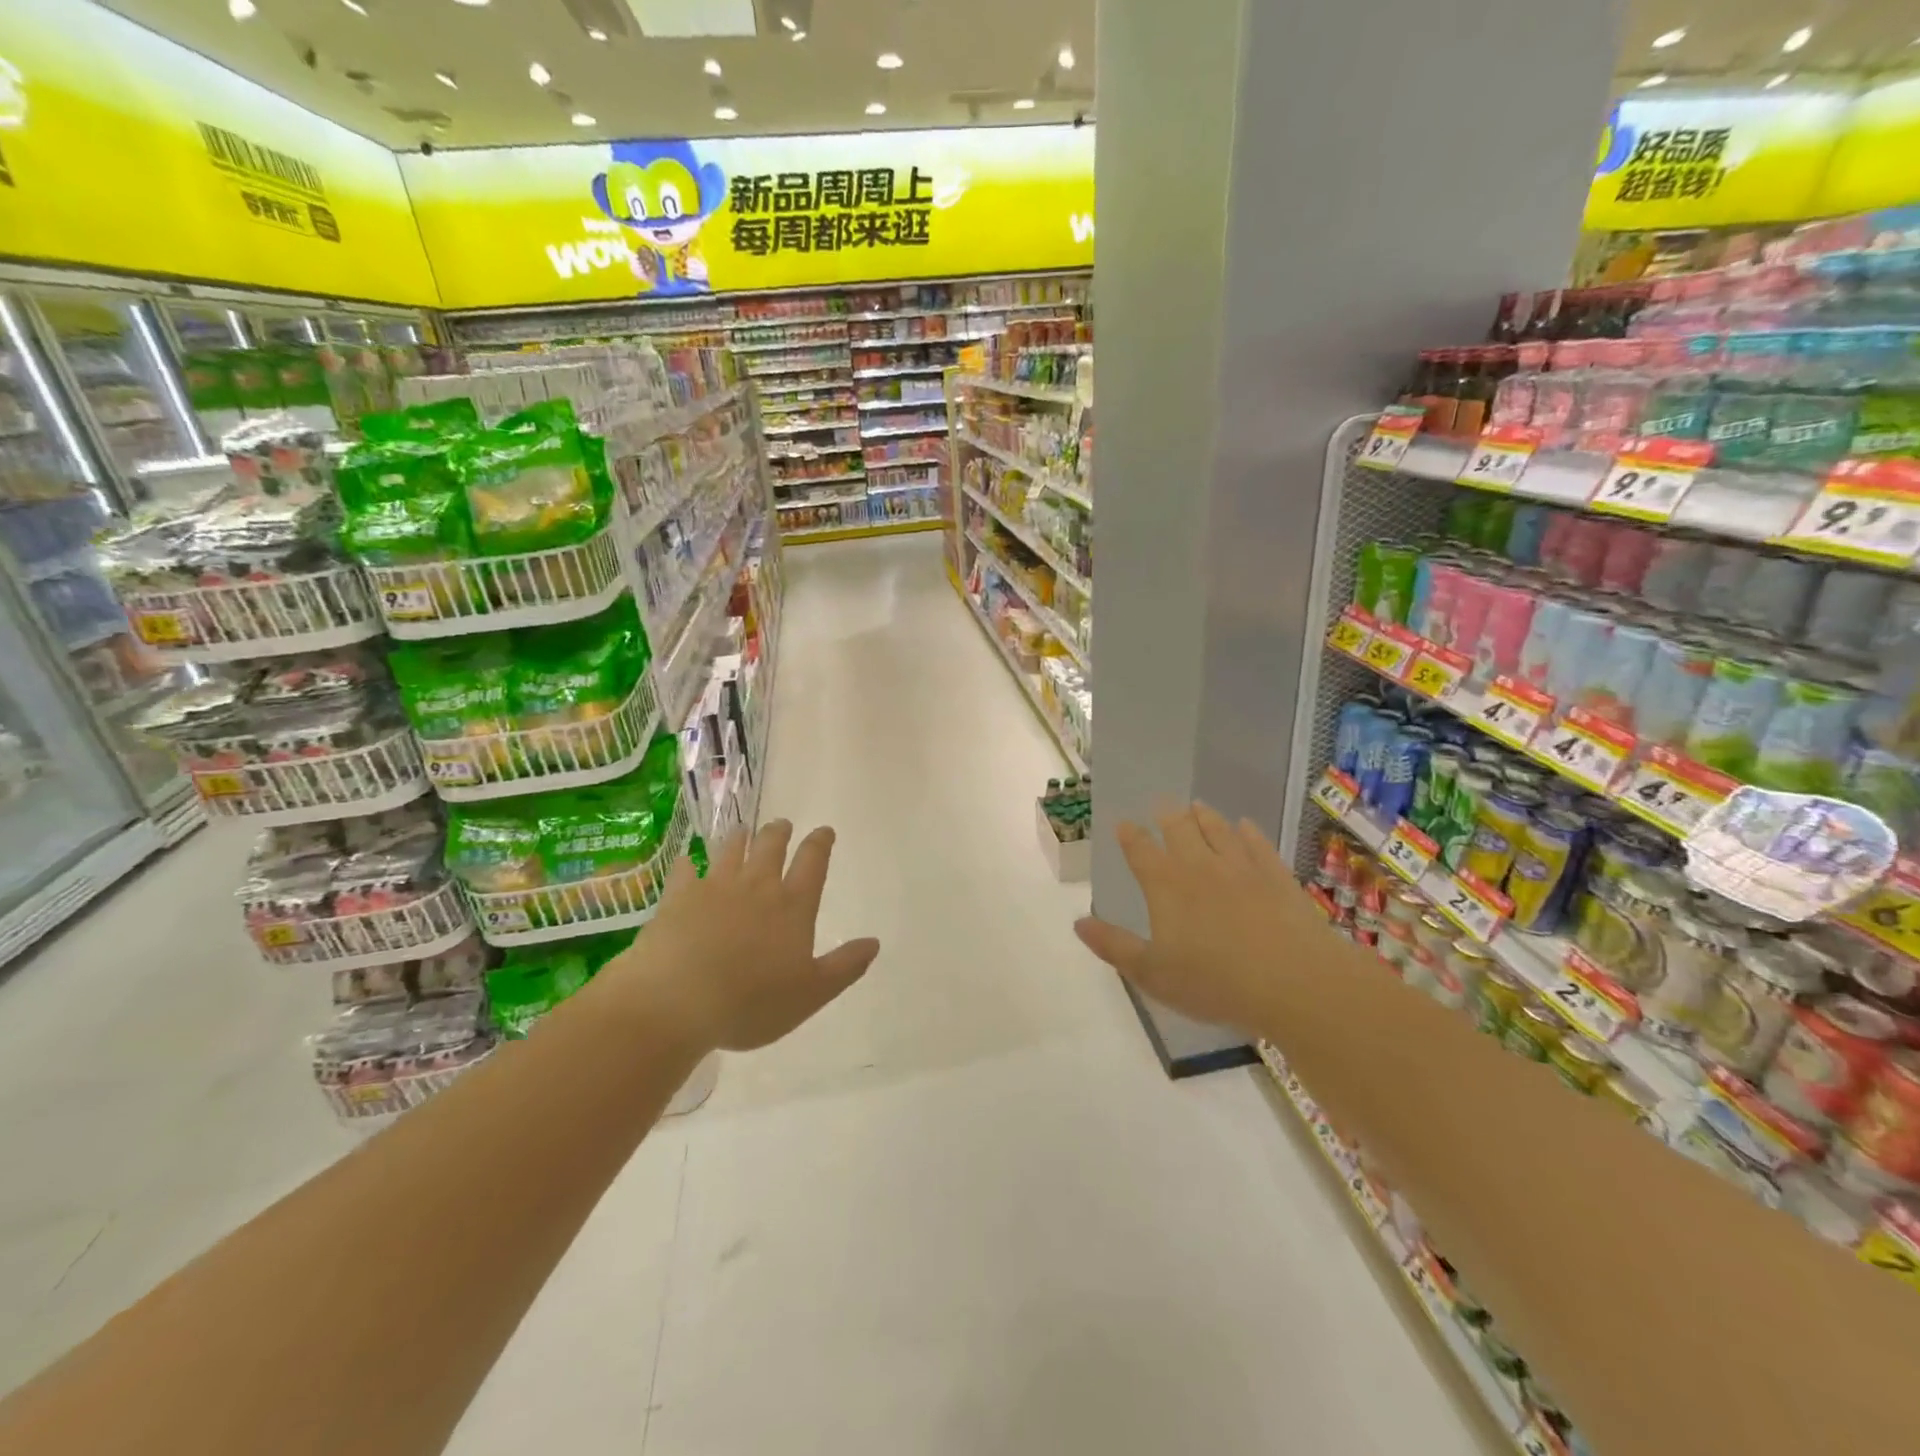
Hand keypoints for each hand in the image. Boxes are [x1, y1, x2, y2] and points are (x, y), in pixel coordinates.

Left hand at [604, 820, 879, 1052]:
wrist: (677, 1001)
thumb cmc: (752, 1002)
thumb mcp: (811, 993)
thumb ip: (844, 966)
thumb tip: (874, 942)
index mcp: (792, 906)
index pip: (812, 863)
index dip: (820, 843)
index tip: (824, 831)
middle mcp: (757, 886)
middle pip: (771, 847)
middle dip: (779, 832)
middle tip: (782, 824)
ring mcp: (714, 887)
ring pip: (731, 850)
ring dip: (739, 837)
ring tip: (742, 830)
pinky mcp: (678, 897)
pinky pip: (684, 871)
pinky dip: (688, 863)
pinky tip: (686, 861)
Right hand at [1075, 803, 1325, 1035]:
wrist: (1293, 981)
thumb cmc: (1214, 982)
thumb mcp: (1152, 973)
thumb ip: (1114, 945)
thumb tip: (1078, 923)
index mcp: (1165, 885)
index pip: (1140, 851)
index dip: (1130, 836)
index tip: (1123, 824)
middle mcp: (1200, 865)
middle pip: (1179, 830)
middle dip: (1166, 816)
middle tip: (1161, 804)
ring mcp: (1241, 867)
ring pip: (1218, 830)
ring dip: (1204, 816)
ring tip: (1196, 806)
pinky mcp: (1276, 876)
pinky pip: (1258, 844)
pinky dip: (1248, 832)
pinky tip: (1246, 826)